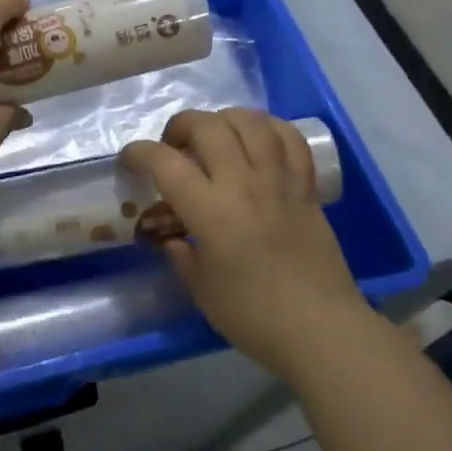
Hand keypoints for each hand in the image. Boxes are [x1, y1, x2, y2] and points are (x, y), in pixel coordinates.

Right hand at [119, 108, 369, 378]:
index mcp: (211, 212)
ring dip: (224, 119)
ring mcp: (279, 181)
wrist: (322, 331)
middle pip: (208, 126)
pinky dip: (269, 128)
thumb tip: (172, 238)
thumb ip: (181, 256)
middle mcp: (244, 185)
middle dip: (181, 126)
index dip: (139, 153)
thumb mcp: (202, 290)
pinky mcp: (306, 188)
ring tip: (214, 136)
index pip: (165, 162)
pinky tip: (257, 139)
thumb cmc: (254, 317)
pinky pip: (290, 139)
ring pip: (251, 122)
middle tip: (173, 147)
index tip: (129, 161)